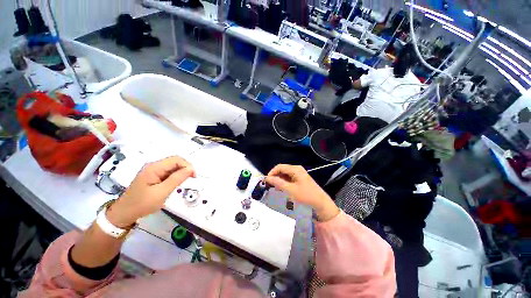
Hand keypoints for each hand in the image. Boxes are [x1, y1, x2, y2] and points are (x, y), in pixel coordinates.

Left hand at [107, 156, 194, 227]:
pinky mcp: (153, 175)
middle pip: (175, 161)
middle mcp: (153, 166)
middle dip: (185, 168)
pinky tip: (176, 183)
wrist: (124, 213)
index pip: (176, 159)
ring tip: (184, 182)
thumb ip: (177, 179)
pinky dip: (175, 176)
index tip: (193, 176)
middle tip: (191, 179)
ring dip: (181, 172)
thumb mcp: (162, 192)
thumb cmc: (142, 204)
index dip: (187, 165)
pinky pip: (168, 172)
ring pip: (172, 166)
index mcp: (154, 168)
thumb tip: (191, 169)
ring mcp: (153, 170)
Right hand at [265, 164, 339, 221]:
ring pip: (285, 175)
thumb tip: (267, 178)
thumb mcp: (290, 190)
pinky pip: (289, 179)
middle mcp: (297, 170)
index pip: (279, 167)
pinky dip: (284, 183)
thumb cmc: (306, 196)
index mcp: (295, 169)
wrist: (321, 205)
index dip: (272, 173)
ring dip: (279, 181)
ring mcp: (299, 175)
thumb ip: (278, 183)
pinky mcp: (300, 180)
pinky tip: (282, 189)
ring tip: (275, 188)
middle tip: (270, 186)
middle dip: (275, 177)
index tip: (266, 181)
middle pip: (282, 170)